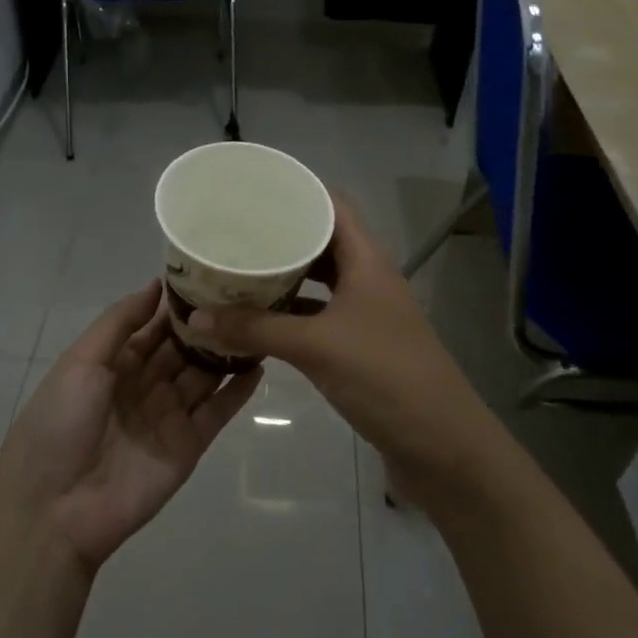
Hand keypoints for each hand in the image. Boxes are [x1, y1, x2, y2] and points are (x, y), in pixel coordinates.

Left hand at [0, 280, 261, 569]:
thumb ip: (120, 321)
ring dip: (227, 351)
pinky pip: (218, 412)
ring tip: (260, 320)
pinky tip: (259, 365)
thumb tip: (156, 284)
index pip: (154, 325)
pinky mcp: (189, 445)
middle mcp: (145, 384)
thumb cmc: (60, 422)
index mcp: (115, 363)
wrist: (55, 508)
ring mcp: (169, 415)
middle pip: (183, 348)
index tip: (209, 274)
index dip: (178, 303)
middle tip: (244, 293)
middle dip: (208, 324)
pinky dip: (238, 391)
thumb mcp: (81, 361)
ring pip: (204, 375)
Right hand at [186, 195, 486, 477]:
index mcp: (366, 260)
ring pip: (320, 281)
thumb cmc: (384, 377)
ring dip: (285, 276)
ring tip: (239, 269)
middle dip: (281, 236)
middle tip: (234, 231)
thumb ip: (256, 329)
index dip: (298, 192)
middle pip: (322, 242)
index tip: (254, 190)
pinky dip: (292, 314)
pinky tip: (260, 320)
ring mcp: (367, 314)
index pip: (333, 206)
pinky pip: (320, 316)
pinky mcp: (361, 346)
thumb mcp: (315, 346)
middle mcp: (368, 278)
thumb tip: (195, 318)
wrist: (442, 446)